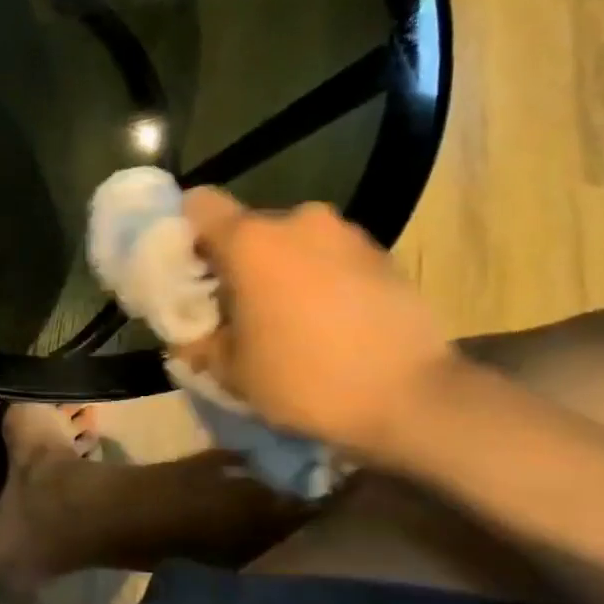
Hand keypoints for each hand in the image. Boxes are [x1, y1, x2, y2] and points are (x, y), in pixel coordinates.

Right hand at [180, 188, 458, 456]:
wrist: (417, 399)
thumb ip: (199, 343)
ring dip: (284, 269)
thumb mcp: (234, 373)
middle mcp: (297, 221)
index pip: (198, 204)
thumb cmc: (308, 379)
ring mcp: (346, 234)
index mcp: (251, 240)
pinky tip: (333, 321)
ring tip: (292, 317)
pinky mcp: (382, 254)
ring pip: (293, 242)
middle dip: (239, 261)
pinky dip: (322, 277)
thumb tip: (187, 335)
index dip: (186, 231)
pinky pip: (332, 255)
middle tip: (241, 306)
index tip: (192, 270)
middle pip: (248, 227)